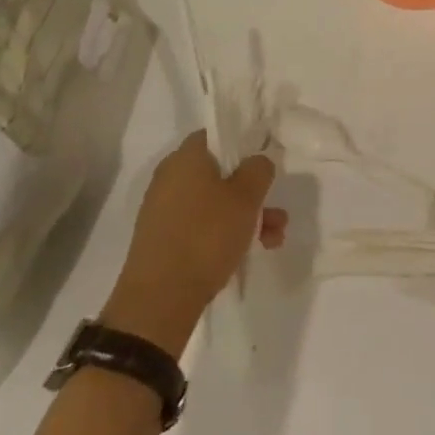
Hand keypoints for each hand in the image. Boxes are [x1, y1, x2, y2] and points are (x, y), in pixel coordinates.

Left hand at [102, 130, 286, 354]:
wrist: (159, 300)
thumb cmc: (206, 236)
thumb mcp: (246, 198)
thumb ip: (258, 170)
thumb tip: (256, 162)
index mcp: (186, 157)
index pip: (217, 135)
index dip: (243, 144)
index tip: (264, 164)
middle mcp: (170, 177)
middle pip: (220, 173)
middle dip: (252, 192)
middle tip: (276, 211)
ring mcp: (164, 210)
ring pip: (214, 203)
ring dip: (245, 217)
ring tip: (272, 240)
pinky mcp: (162, 239)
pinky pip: (200, 225)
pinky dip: (223, 234)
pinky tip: (246, 253)